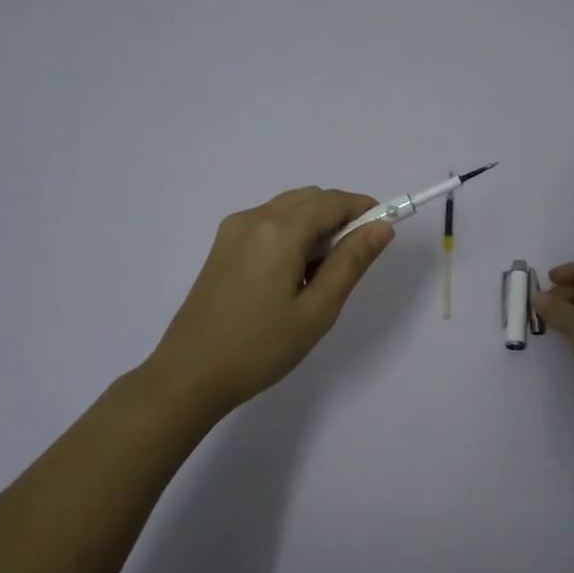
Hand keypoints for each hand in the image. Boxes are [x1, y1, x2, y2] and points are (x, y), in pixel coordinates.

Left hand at [147, 187, 394, 415]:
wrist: (190, 374)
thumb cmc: (261, 347)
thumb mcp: (317, 309)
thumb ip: (351, 262)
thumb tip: (381, 227)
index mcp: (279, 229)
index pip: (332, 201)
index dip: (364, 210)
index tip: (383, 234)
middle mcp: (253, 218)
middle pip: (309, 199)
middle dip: (339, 218)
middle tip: (352, 263)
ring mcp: (233, 231)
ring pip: (288, 210)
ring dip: (315, 227)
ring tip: (321, 276)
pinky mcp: (222, 248)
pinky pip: (267, 225)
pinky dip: (291, 235)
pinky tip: (292, 277)